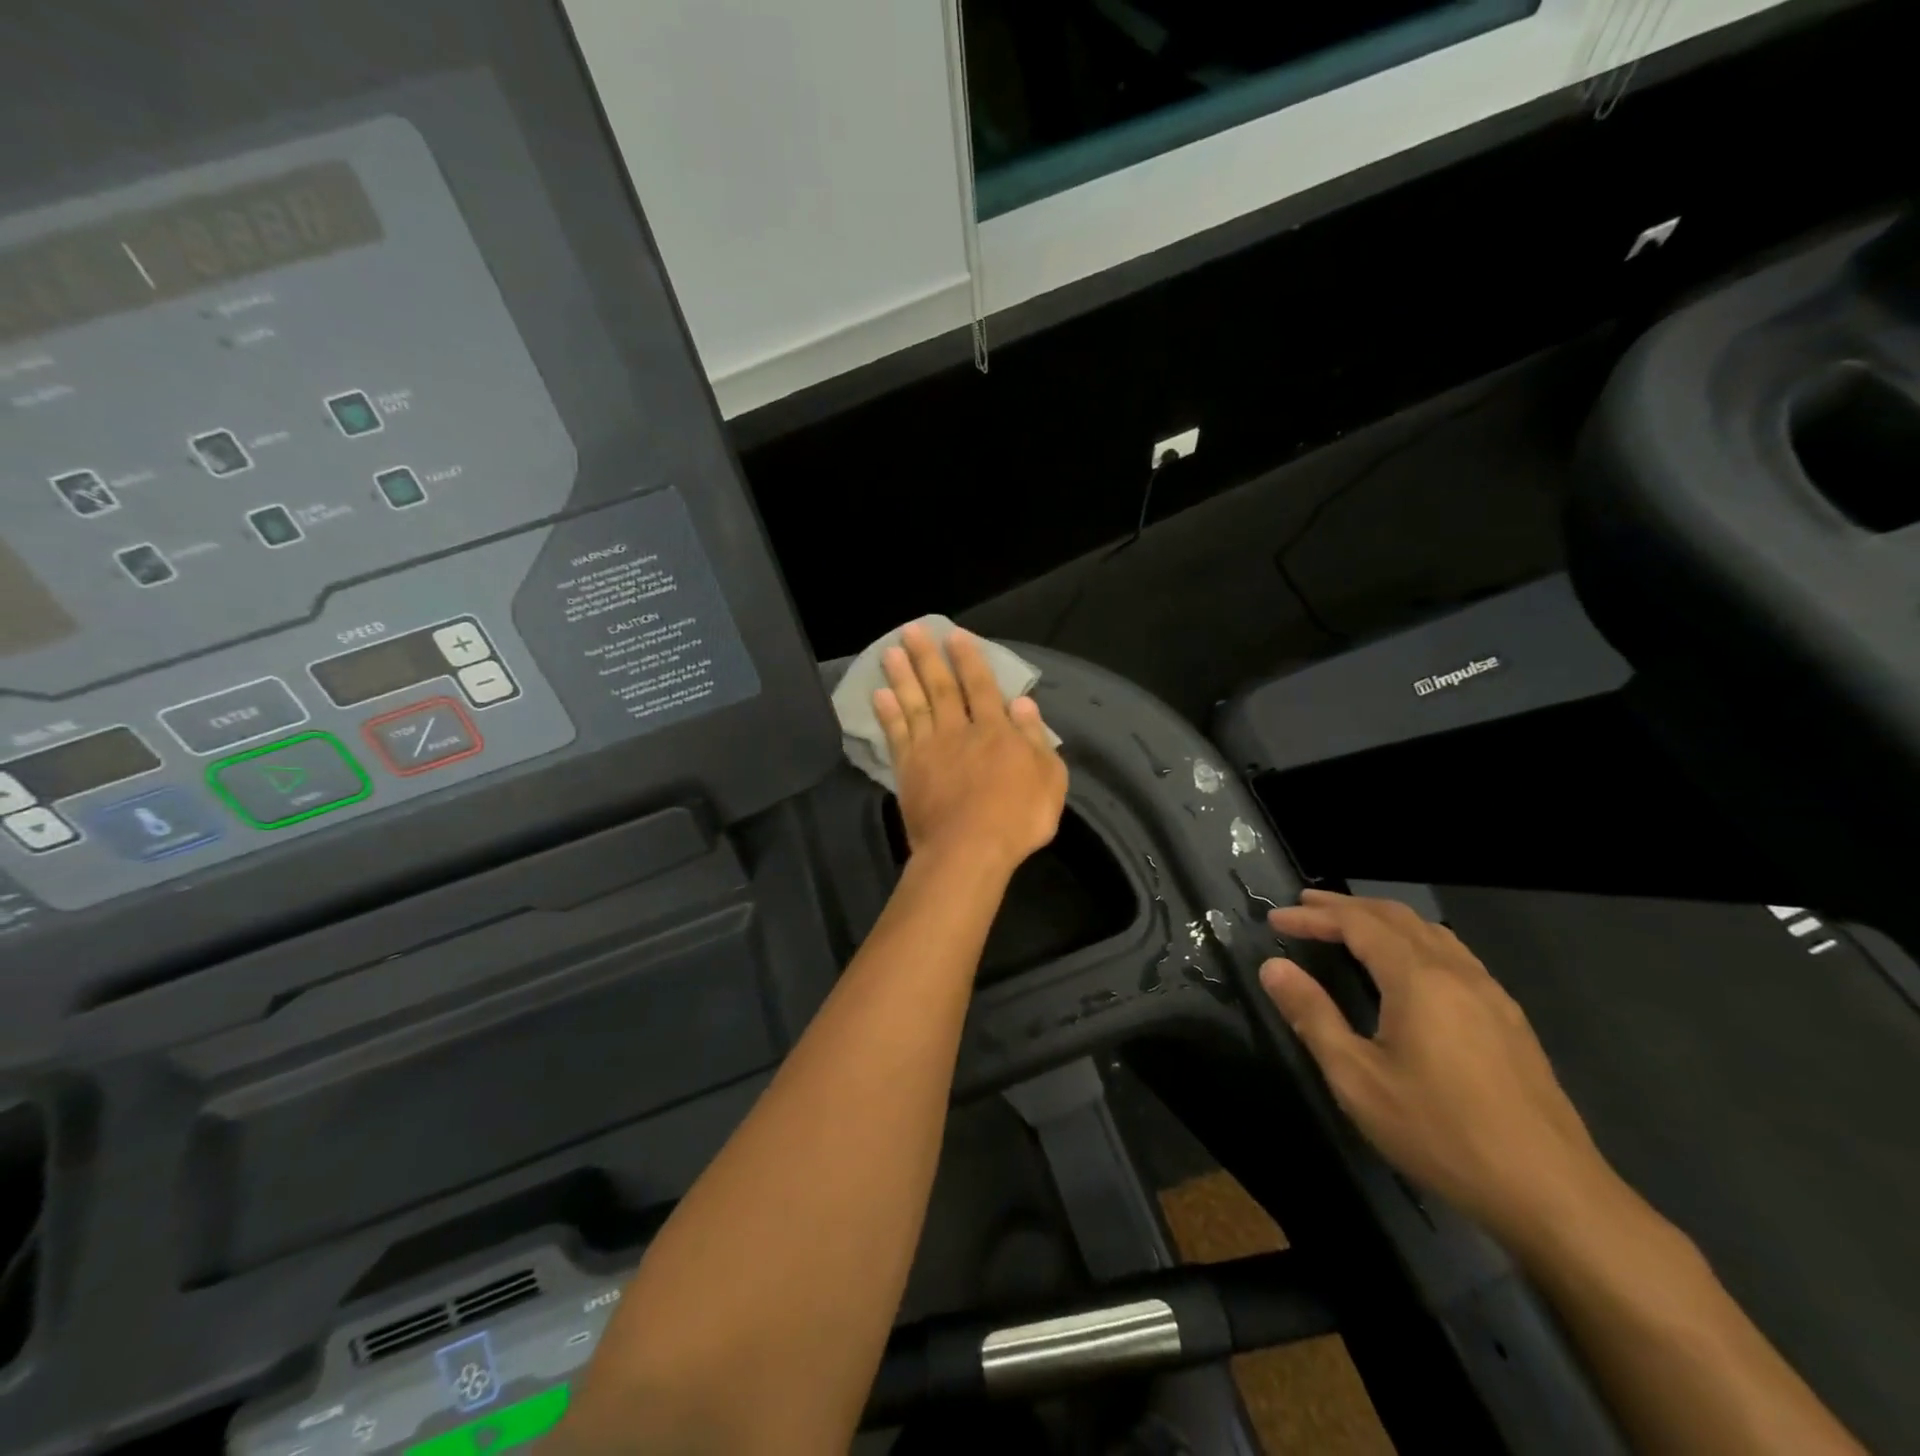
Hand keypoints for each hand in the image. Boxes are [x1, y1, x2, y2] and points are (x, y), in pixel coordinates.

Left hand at [874, 625, 1067, 876]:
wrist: (969, 850)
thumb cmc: (1018, 818)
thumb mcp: (1049, 779)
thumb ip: (1036, 738)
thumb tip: (1023, 703)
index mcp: (996, 731)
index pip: (982, 686)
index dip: (969, 659)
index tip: (955, 635)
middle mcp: (959, 731)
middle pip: (942, 687)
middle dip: (927, 657)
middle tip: (911, 630)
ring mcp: (929, 749)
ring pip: (914, 704)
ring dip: (902, 676)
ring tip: (889, 651)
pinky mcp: (908, 770)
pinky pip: (896, 734)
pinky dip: (887, 714)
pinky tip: (879, 695)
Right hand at [1260, 890, 1614, 1246]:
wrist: (1552, 1194)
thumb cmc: (1441, 1133)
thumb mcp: (1358, 1079)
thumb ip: (1312, 1015)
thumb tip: (1273, 967)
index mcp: (1418, 979)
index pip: (1357, 924)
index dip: (1314, 916)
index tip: (1275, 918)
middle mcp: (1456, 972)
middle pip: (1395, 916)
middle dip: (1345, 906)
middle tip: (1305, 905)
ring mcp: (1490, 994)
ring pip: (1430, 931)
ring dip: (1383, 918)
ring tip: (1349, 924)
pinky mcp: (1509, 1018)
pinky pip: (1453, 954)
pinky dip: (1415, 939)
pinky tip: (1408, 964)